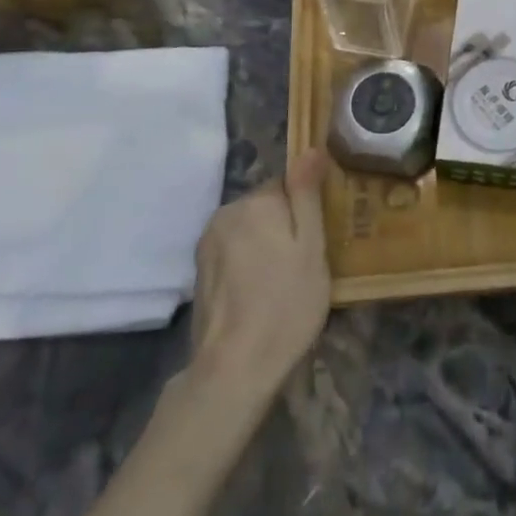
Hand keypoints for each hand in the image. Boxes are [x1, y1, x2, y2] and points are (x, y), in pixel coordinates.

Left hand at [188, 149, 331, 394]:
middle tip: (303, 266)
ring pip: (249, 229)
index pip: (289, 184)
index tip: (316, 241)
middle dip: (284, 227)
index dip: (306, 211)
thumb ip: (307, 194)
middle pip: (266, 206)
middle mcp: (226, 213)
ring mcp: (208, 242)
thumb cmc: (286, 305)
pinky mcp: (199, 269)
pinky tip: (258, 294)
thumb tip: (310, 147)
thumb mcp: (311, 248)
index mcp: (256, 202)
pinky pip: (233, 250)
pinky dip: (247, 263)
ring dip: (265, 245)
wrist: (234, 368)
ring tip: (281, 283)